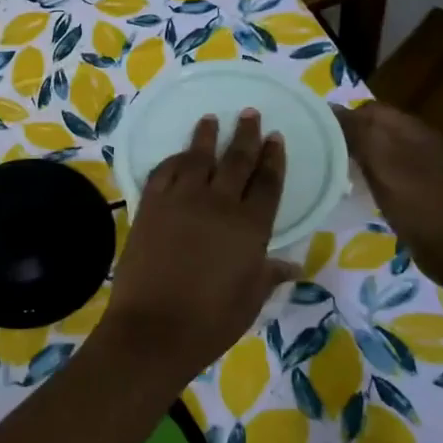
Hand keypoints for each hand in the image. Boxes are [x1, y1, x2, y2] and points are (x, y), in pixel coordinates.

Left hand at [100, 111, 298, 378]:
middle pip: (236, 160)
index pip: (267, 182)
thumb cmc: (210, 321)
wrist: (153, 328)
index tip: (275, 138)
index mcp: (251, 226)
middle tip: (250, 113)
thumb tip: (292, 266)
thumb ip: (269, 274)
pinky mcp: (149, 206)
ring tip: (211, 119)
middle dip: (245, 135)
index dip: (273, 158)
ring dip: (206, 136)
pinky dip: (173, 160)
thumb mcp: (250, 299)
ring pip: (197, 158)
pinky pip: (163, 172)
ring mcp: (180, 201)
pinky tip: (178, 156)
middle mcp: (218, 204)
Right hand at [332, 101, 442, 288]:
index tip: (314, 132)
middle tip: (319, 152)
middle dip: (348, 135)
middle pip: (376, 128)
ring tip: (331, 168)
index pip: (370, 110)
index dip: (343, 117)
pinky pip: (387, 170)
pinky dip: (368, 174)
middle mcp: (419, 141)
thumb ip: (359, 134)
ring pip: (381, 149)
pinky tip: (355, 188)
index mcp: (413, 130)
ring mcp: (422, 166)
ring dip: (357, 155)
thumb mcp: (383, 164)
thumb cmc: (417, 203)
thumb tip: (331, 111)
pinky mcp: (419, 188)